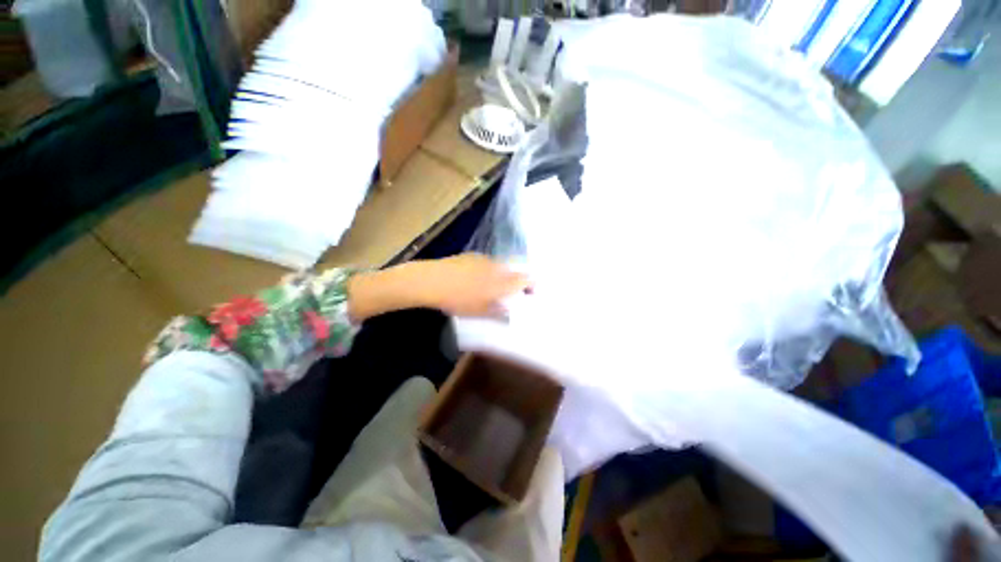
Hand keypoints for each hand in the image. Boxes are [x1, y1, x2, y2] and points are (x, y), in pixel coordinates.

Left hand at [346, 254, 530, 321]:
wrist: (432, 280)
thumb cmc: (458, 299)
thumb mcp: (479, 311)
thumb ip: (498, 312)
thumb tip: (509, 312)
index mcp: (501, 281)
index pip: (525, 279)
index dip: (533, 284)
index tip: (532, 293)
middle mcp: (496, 267)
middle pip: (514, 270)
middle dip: (518, 280)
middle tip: (513, 292)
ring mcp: (483, 259)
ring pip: (500, 266)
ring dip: (502, 275)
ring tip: (493, 287)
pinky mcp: (471, 255)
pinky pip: (487, 263)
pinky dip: (489, 270)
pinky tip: (476, 279)